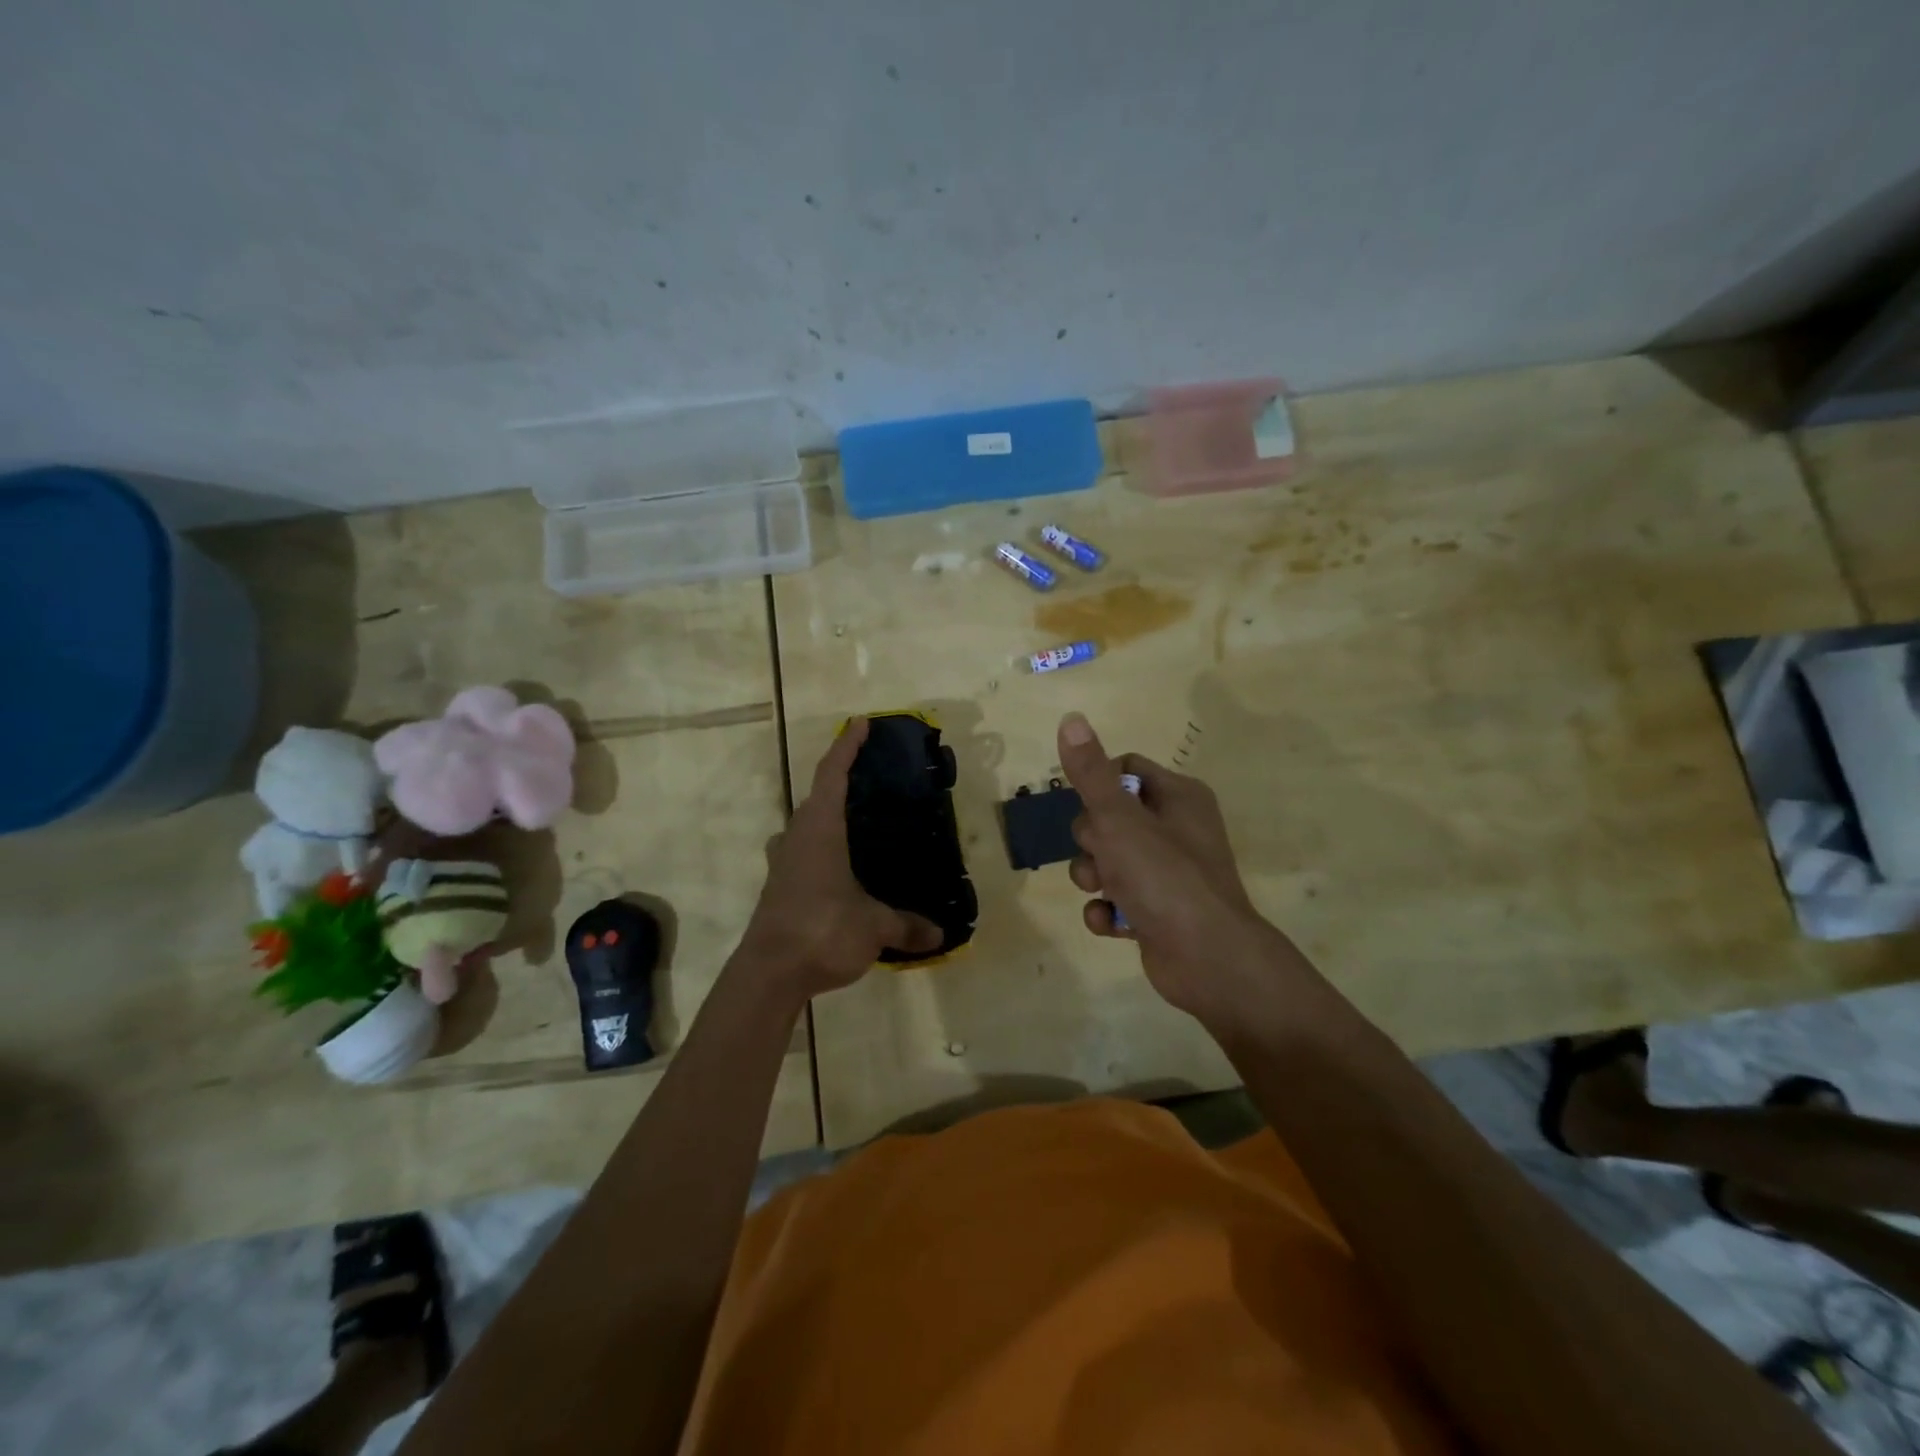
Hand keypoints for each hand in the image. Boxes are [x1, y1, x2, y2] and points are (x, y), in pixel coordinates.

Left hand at [736, 718, 942, 1002]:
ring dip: (828, 816)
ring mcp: (783, 862)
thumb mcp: (874, 926)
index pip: (832, 774)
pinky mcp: (779, 886)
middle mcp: (797, 837)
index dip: (847, 746)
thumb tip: (940, 934)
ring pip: (806, 826)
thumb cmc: (822, 931)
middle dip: (842, 782)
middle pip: (817, 797)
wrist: (768, 974)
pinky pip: (802, 852)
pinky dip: (822, 848)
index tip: (861, 724)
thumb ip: (908, 926)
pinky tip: (842, 868)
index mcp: (820, 829)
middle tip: (874, 781)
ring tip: (859, 823)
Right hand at [1056, 712, 1312, 1038]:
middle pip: (1110, 817)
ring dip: (1094, 877)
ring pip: (1109, 860)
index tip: (1086, 806)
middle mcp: (1176, 829)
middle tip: (1102, 856)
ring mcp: (1168, 873)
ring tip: (1104, 893)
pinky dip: (1108, 911)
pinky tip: (1111, 923)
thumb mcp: (1119, 819)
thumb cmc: (1164, 876)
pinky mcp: (1159, 910)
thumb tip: (1071, 718)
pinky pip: (1117, 899)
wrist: (1208, 959)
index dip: (1098, 785)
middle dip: (1092, 840)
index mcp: (1178, 796)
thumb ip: (1091, 773)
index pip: (1126, 770)